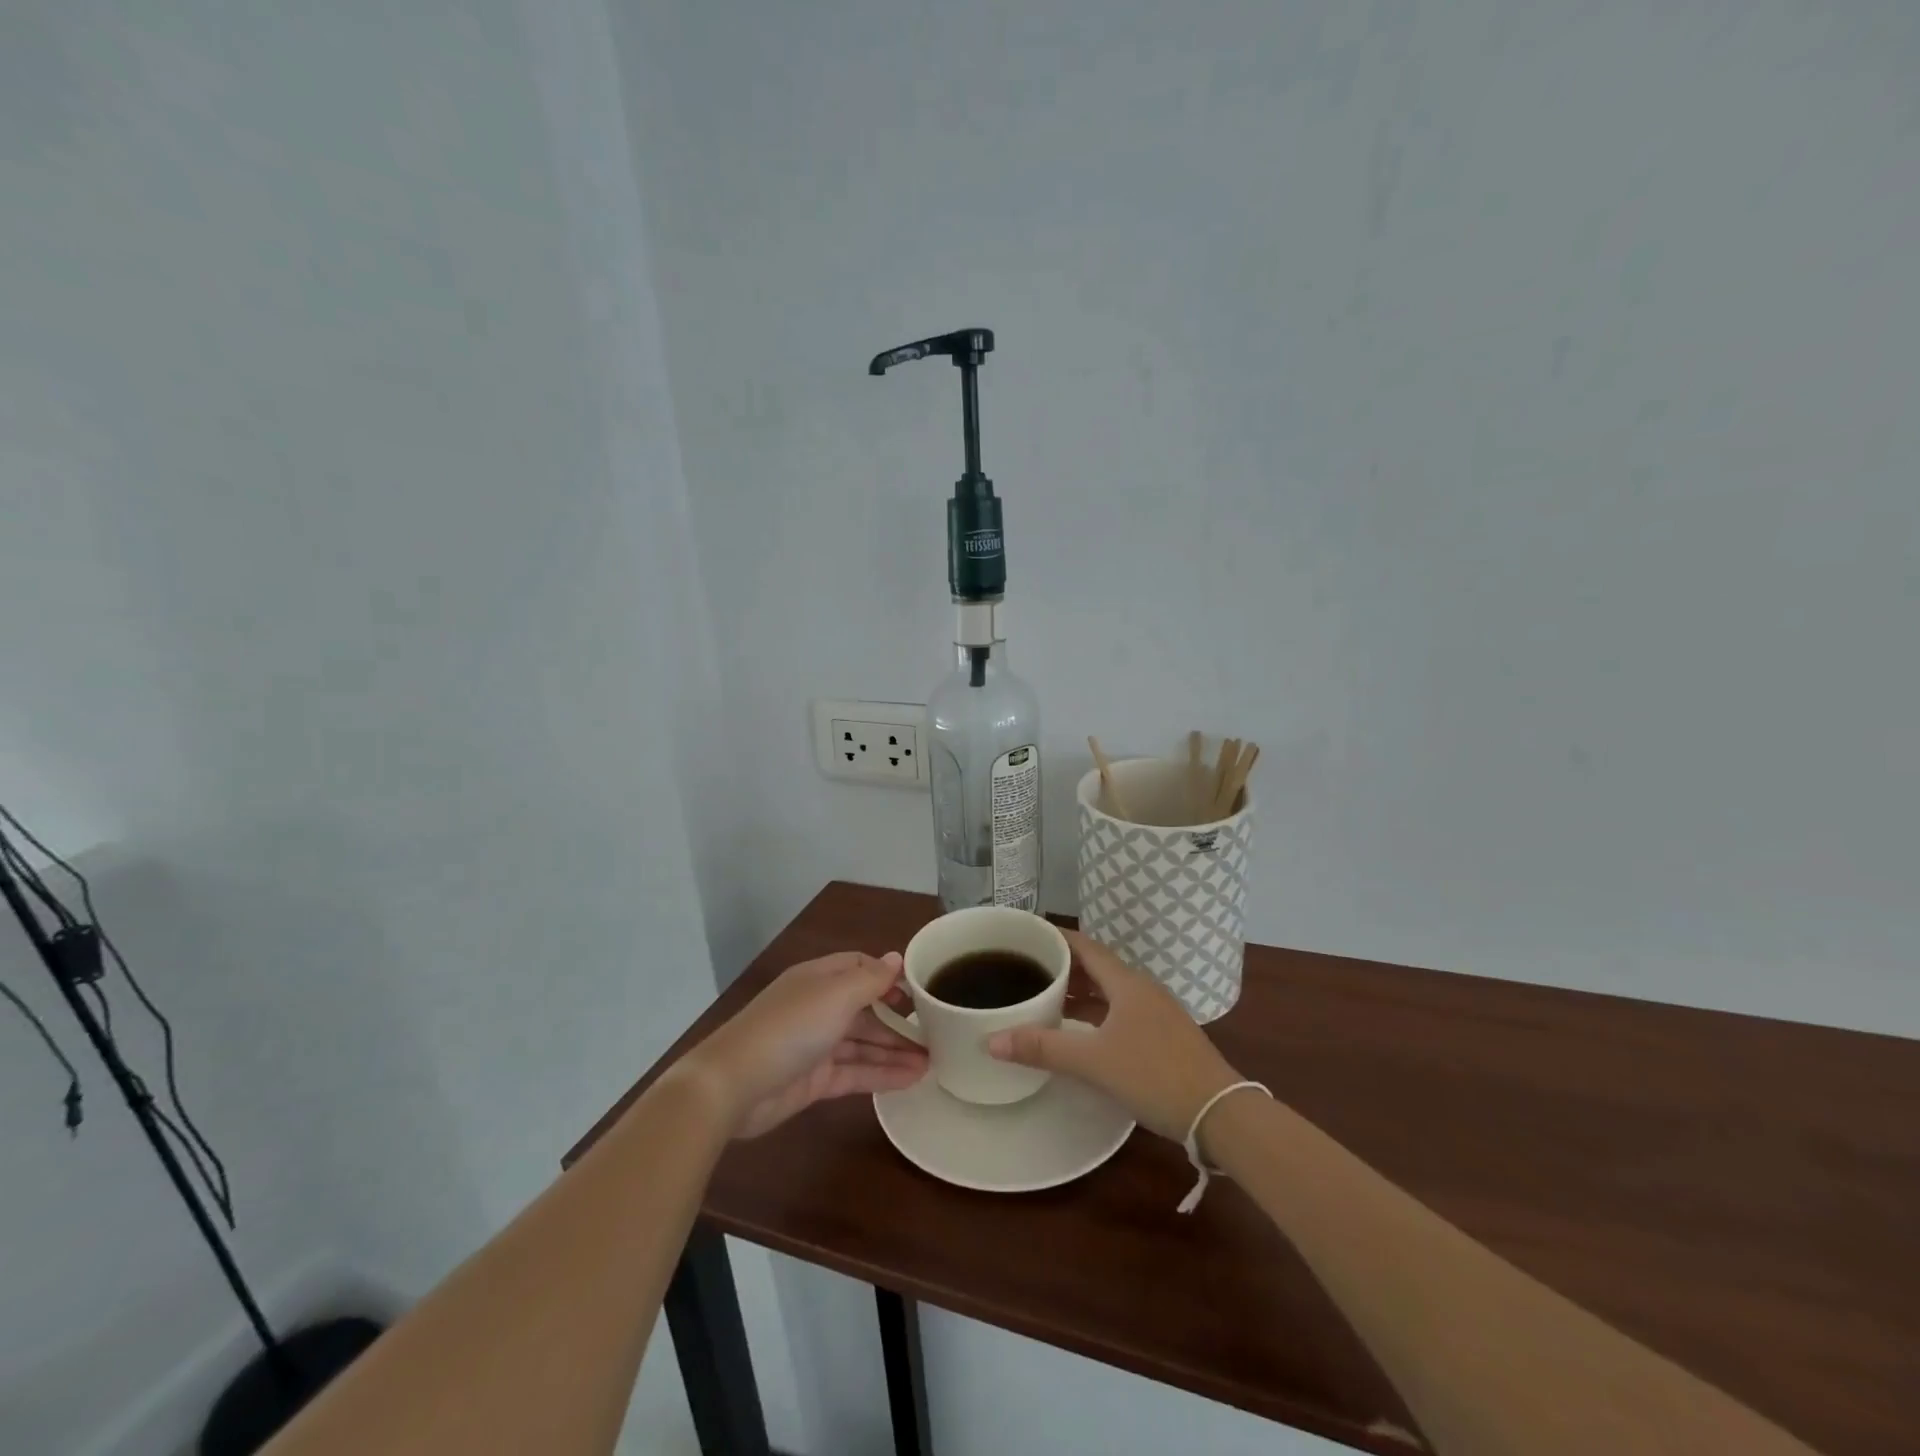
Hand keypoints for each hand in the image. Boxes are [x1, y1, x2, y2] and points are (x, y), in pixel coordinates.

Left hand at [677, 951, 927, 1138]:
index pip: (859, 968)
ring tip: (933, 1061)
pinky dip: (882, 1074)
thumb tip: (896, 958)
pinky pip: (855, 1072)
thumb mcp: (835, 996)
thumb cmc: (789, 1028)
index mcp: (819, 979)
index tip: (918, 992)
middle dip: (897, 1019)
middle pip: (865, 1008)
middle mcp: (818, 1007)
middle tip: (935, 1033)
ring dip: (895, 1050)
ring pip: (863, 1043)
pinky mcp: (814, 1080)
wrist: (733, 1085)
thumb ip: (870, 979)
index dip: (888, 977)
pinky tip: (912, 1079)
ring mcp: (815, 1045)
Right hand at [988, 930, 1240, 1139]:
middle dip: (1063, 966)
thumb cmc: (1154, 1076)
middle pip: (1097, 966)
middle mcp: (1143, 989)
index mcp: (1126, 983)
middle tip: (1028, 969)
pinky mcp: (1165, 1036)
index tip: (1026, 935)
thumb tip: (990, 1040)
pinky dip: (1097, 1012)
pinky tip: (1082, 1032)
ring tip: (1048, 999)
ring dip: (1081, 991)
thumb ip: (1042, 1049)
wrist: (1220, 1113)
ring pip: (1110, 990)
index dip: (1056, 937)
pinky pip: (1121, 1010)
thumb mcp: (1093, 1062)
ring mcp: (1157, 1012)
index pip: (1085, 946)